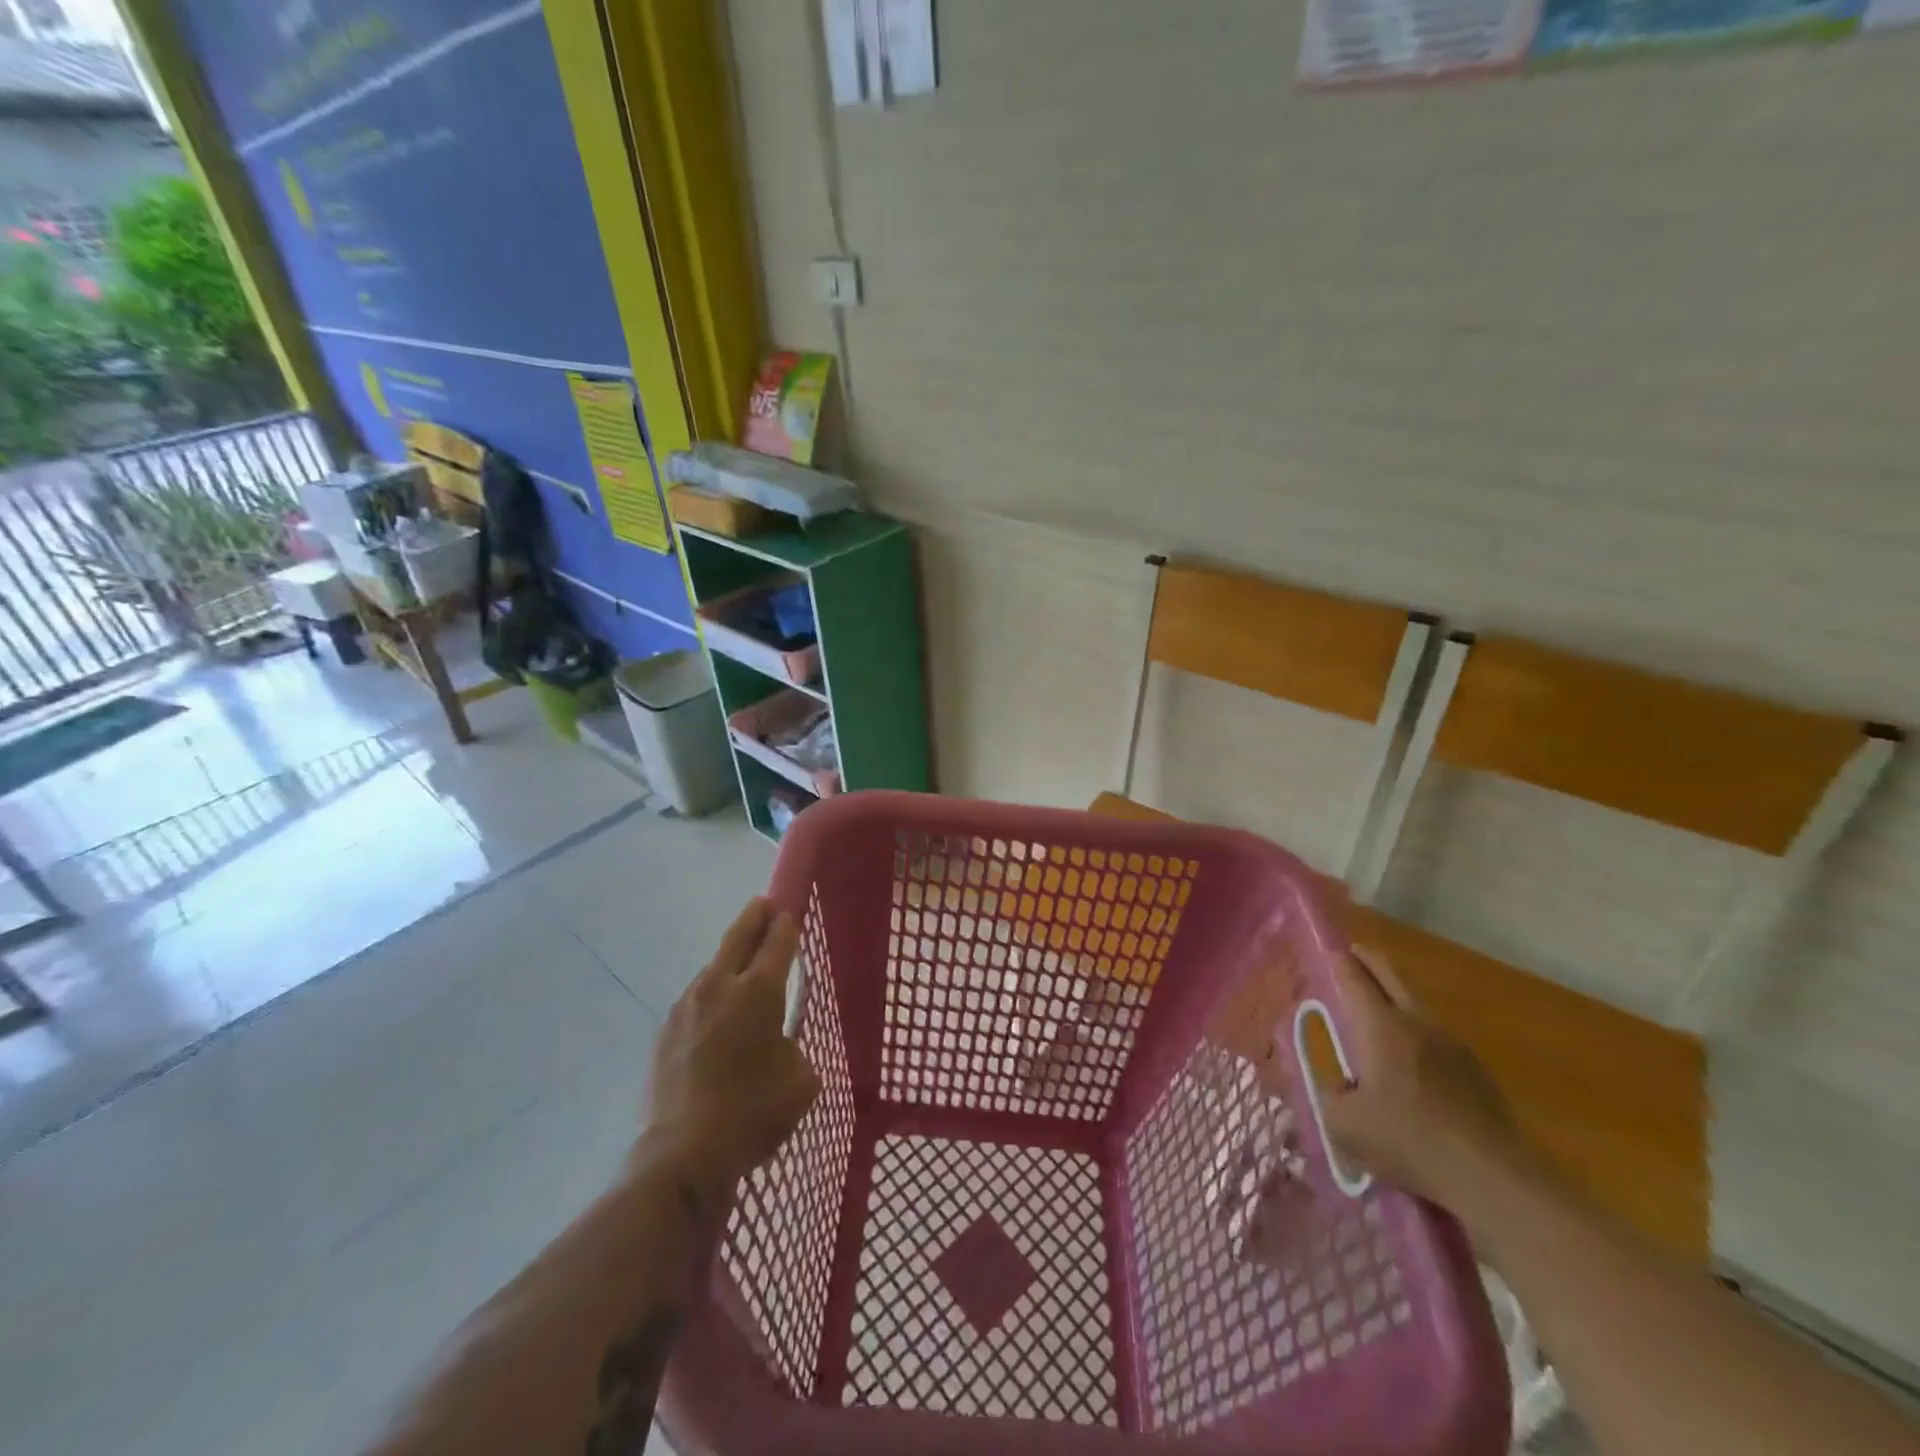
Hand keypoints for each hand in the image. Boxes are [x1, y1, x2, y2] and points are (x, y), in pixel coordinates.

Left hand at [644, 898, 819, 1200]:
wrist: (683, 1154)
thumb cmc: (754, 1112)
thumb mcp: (801, 1081)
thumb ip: (796, 1050)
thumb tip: (781, 1047)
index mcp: (760, 991)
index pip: (778, 942)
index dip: (787, 924)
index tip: (790, 911)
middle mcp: (720, 986)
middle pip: (738, 937)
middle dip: (754, 918)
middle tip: (763, 905)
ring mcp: (685, 1007)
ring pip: (712, 969)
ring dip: (728, 960)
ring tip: (740, 966)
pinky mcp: (664, 1033)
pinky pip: (693, 1001)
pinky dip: (708, 997)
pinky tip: (714, 1017)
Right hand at [1320, 947, 1532, 1213]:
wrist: (1493, 1178)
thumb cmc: (1409, 1141)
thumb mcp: (1345, 1125)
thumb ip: (1329, 1097)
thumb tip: (1334, 1087)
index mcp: (1380, 1026)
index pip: (1354, 978)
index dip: (1339, 961)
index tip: (1329, 950)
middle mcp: (1417, 1023)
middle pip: (1391, 977)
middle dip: (1370, 962)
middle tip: (1355, 955)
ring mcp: (1453, 1045)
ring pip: (1417, 1006)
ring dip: (1397, 999)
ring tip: (1380, 1010)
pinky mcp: (1477, 1072)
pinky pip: (1438, 1039)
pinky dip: (1420, 1035)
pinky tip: (1415, 1062)